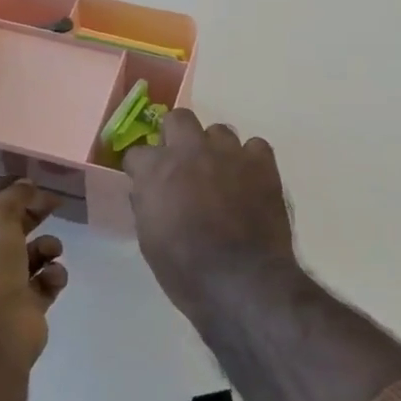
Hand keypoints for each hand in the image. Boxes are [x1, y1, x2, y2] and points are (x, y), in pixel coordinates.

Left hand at [0, 180, 68, 369]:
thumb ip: (14, 196)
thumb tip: (26, 184)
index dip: (10, 188)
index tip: (34, 177)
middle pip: (13, 226)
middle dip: (34, 213)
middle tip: (56, 203)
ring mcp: (5, 284)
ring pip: (34, 254)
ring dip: (48, 246)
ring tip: (52, 251)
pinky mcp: (28, 305)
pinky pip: (47, 281)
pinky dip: (54, 276)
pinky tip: (52, 278)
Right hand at [123, 110, 298, 324]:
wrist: (242, 281)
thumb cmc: (186, 270)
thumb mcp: (149, 241)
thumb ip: (146, 205)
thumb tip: (147, 192)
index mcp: (157, 170)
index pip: (138, 153)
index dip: (141, 169)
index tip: (146, 183)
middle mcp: (191, 150)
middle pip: (179, 119)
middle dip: (176, 137)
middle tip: (182, 165)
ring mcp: (229, 153)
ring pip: (219, 131)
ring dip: (214, 149)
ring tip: (220, 175)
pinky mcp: (262, 163)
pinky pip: (255, 146)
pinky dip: (250, 160)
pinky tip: (249, 181)